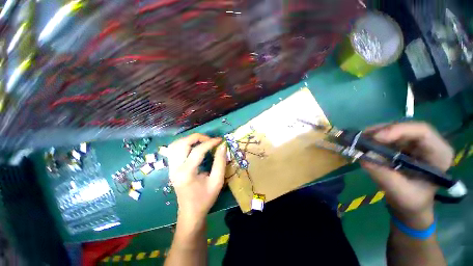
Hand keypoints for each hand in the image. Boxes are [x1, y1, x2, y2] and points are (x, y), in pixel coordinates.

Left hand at [167, 133, 226, 226]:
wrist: (190, 213)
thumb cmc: (205, 199)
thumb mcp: (217, 181)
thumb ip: (220, 162)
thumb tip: (222, 146)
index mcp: (186, 173)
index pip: (198, 151)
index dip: (210, 142)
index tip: (220, 140)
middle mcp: (175, 168)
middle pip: (182, 143)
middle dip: (197, 137)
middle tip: (209, 140)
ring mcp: (171, 167)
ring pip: (176, 144)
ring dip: (189, 139)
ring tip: (202, 142)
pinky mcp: (171, 168)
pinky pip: (174, 150)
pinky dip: (184, 144)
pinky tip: (193, 147)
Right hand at [361, 122, 453, 228]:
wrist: (411, 204)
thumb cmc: (412, 201)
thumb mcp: (400, 192)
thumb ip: (384, 175)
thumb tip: (364, 156)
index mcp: (438, 154)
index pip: (422, 132)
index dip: (398, 130)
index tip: (376, 138)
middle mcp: (428, 144)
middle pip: (405, 127)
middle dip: (381, 132)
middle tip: (361, 139)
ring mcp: (414, 143)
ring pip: (393, 129)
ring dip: (374, 134)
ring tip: (359, 142)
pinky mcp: (402, 145)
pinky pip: (386, 135)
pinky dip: (372, 139)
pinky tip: (363, 144)